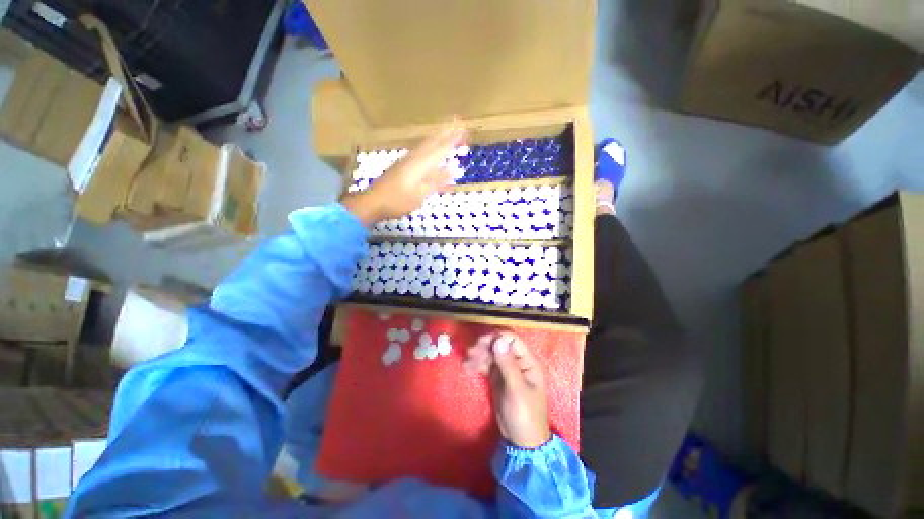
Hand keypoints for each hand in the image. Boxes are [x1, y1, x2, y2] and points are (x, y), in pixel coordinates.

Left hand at [341, 121, 467, 224]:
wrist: (373, 201)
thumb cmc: (398, 201)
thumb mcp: (419, 195)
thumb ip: (435, 182)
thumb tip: (451, 170)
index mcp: (421, 165)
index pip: (441, 150)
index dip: (453, 140)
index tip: (464, 130)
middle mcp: (415, 158)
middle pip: (433, 142)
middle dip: (446, 132)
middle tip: (458, 122)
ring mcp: (407, 160)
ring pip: (425, 144)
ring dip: (437, 135)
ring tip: (447, 128)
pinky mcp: (402, 164)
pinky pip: (420, 149)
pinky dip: (428, 144)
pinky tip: (429, 146)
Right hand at [464, 332, 550, 448]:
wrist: (521, 441)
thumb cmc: (524, 415)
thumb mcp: (516, 390)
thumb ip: (507, 364)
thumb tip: (498, 339)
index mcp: (528, 361)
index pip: (512, 340)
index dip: (496, 337)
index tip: (480, 342)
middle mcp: (517, 361)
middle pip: (499, 345)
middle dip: (484, 346)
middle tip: (470, 352)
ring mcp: (507, 368)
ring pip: (491, 354)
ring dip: (478, 355)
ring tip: (466, 362)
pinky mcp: (498, 377)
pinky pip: (487, 365)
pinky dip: (477, 364)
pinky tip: (467, 367)